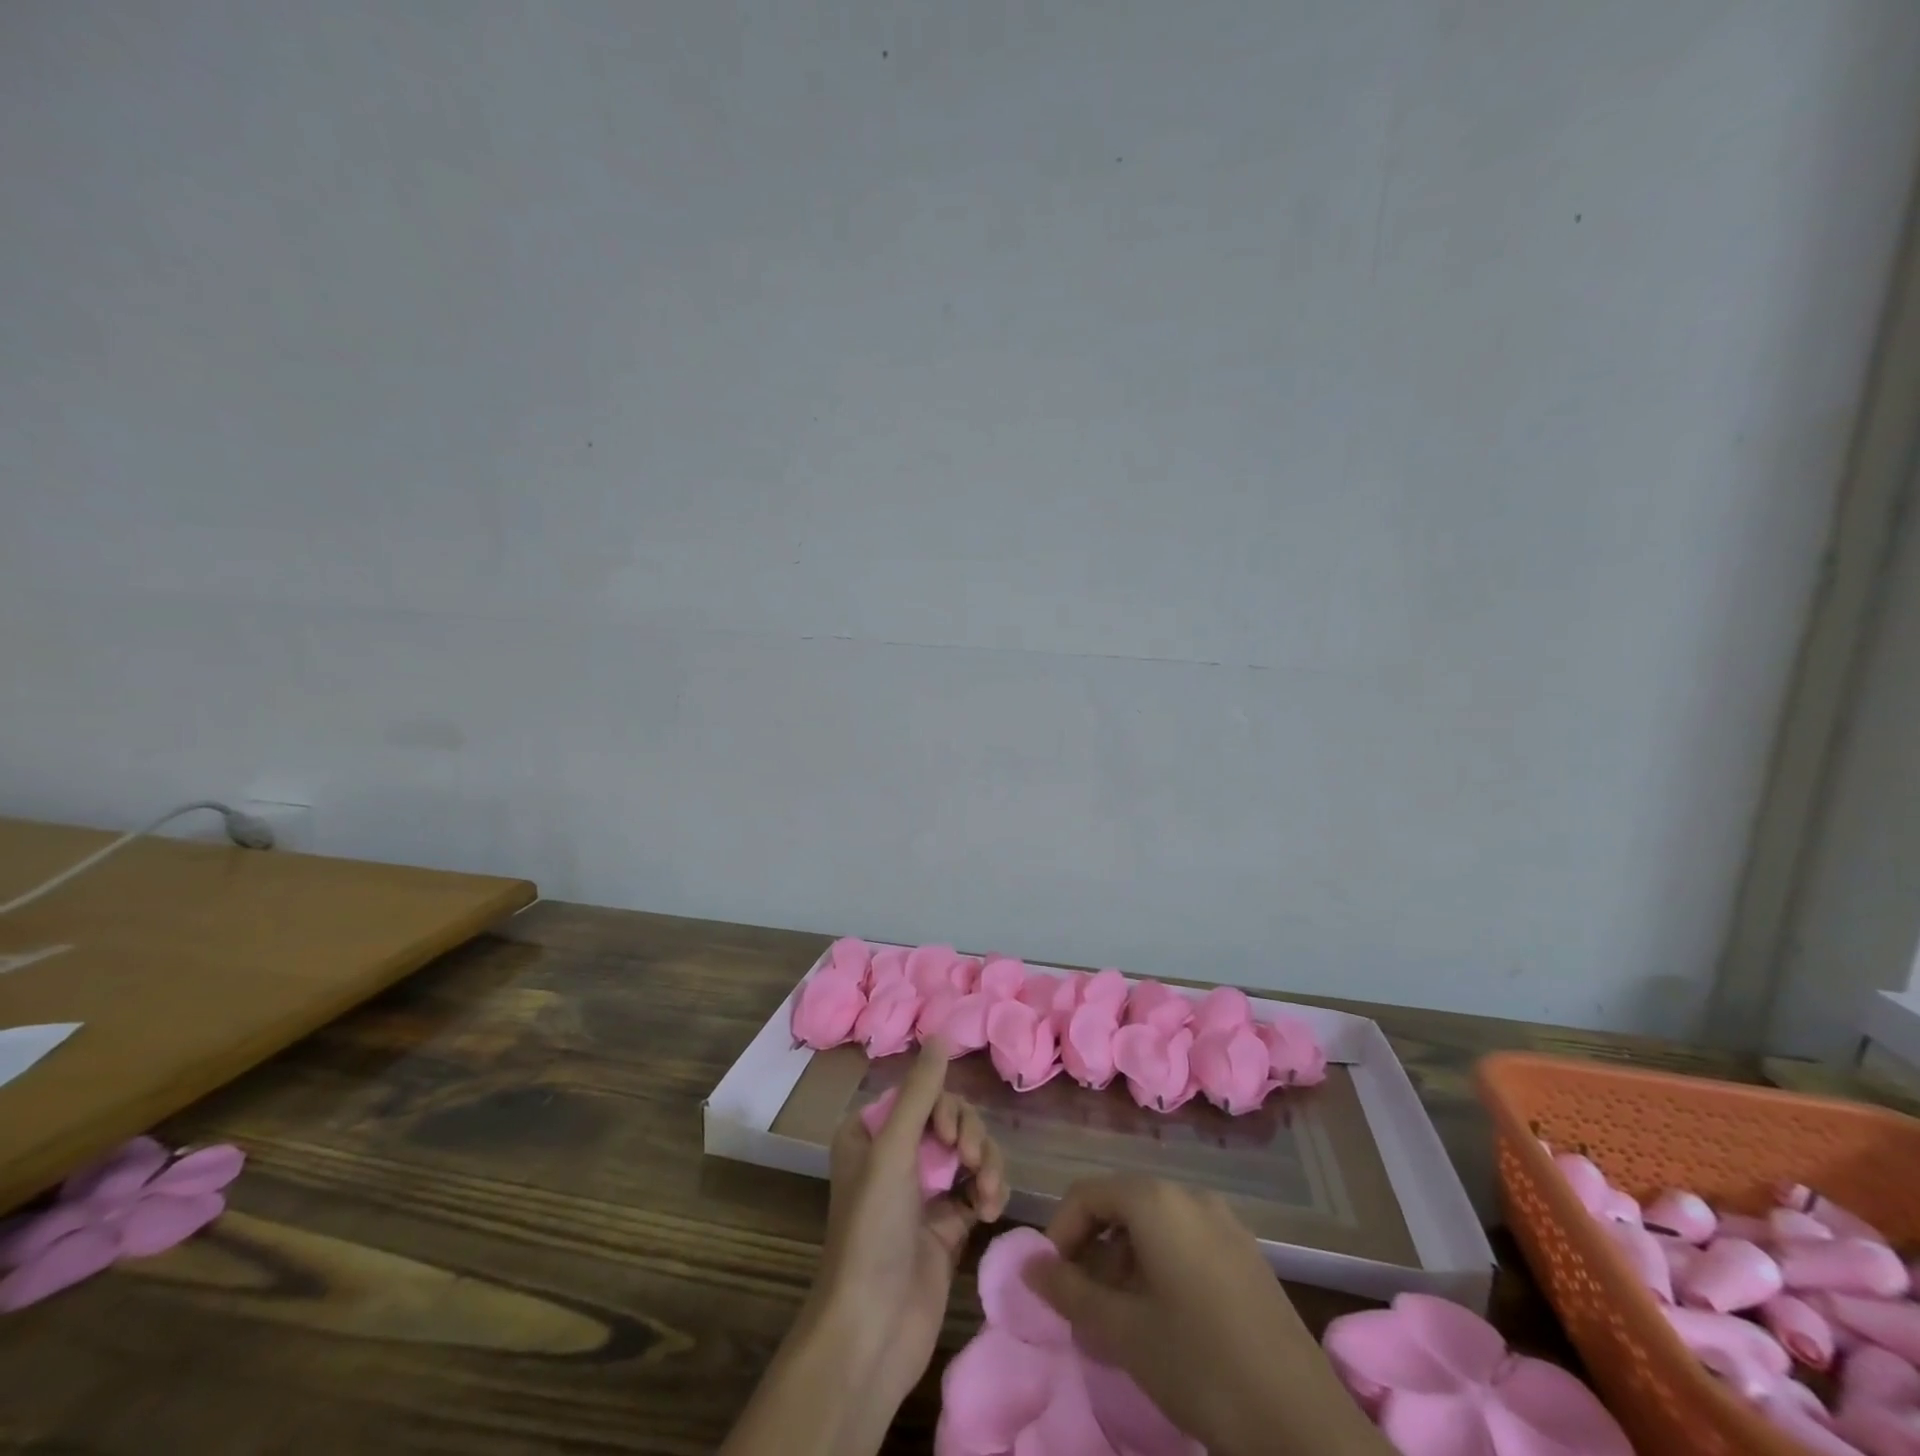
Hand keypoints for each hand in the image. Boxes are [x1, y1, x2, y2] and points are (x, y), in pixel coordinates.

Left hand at [810, 1039, 1009, 1423]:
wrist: (874, 1330)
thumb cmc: (873, 1230)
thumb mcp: (893, 1150)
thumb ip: (922, 1091)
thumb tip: (942, 1033)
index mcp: (872, 1132)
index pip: (923, 1093)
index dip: (944, 1108)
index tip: (948, 1136)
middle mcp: (897, 1154)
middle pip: (951, 1119)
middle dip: (969, 1137)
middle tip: (968, 1164)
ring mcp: (925, 1190)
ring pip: (970, 1151)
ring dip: (985, 1165)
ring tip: (985, 1197)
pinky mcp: (949, 1223)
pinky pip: (980, 1186)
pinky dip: (990, 1191)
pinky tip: (989, 1211)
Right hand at [1024, 1175, 1387, 1455]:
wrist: (1303, 1423)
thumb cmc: (1200, 1366)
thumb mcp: (1122, 1331)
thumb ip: (1070, 1291)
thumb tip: (1029, 1264)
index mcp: (1157, 1201)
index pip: (1088, 1194)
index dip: (1060, 1233)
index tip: (1052, 1282)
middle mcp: (1190, 1197)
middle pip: (1122, 1205)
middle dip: (1093, 1250)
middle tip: (1081, 1305)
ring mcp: (1224, 1223)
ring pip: (1155, 1226)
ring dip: (1124, 1262)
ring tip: (1119, 1319)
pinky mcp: (1247, 1254)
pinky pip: (1186, 1242)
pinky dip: (1160, 1267)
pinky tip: (1163, 1320)